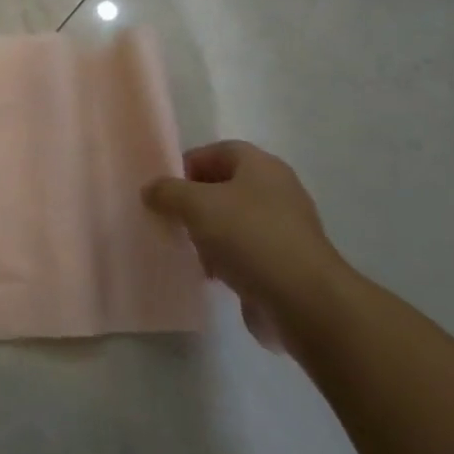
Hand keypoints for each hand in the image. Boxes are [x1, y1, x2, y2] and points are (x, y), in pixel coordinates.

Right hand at [142, 141, 348, 347]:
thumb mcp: (196, 205)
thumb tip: (150, 190)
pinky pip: (244, 252)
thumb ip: (167, 192)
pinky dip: (224, 259)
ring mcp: (283, 229)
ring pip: (232, 221)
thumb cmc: (248, 237)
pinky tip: (209, 274)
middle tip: (171, 218)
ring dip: (207, 233)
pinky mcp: (284, 263)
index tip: (165, 189)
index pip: (217, 151)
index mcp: (261, 166)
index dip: (188, 164)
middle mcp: (276, 191)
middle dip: (194, 202)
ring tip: (187, 249)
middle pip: (224, 186)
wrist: (303, 302)